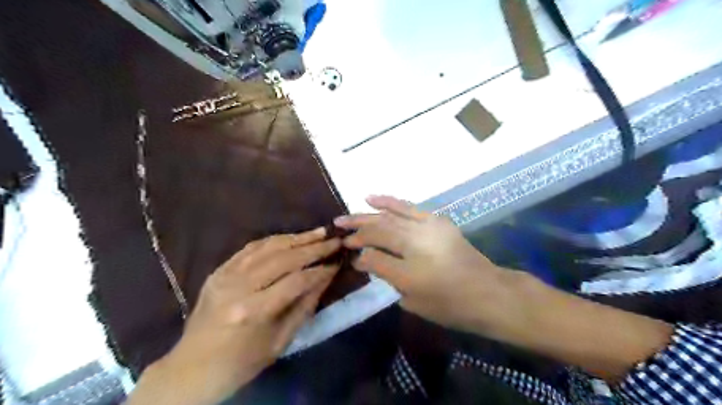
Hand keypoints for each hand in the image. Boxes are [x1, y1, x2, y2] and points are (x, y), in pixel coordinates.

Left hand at [126, 228, 341, 404]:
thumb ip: (305, 305)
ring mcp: (225, 275)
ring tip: (318, 232)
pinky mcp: (219, 270)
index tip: (338, 262)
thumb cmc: (242, 362)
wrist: (192, 368)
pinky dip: (274, 240)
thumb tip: (326, 277)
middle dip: (313, 248)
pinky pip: (250, 248)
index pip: (296, 281)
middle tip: (334, 240)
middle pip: (283, 259)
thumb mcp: (281, 340)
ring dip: (296, 238)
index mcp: (253, 311)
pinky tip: (290, 237)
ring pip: (268, 247)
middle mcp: (239, 287)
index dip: (320, 270)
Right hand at [332, 194, 506, 333]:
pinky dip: (391, 202)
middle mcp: (415, 241)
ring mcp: (427, 226)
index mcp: (408, 267)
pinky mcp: (437, 220)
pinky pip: (409, 207)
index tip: (346, 250)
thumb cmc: (449, 304)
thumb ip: (386, 274)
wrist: (488, 292)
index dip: (357, 250)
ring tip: (350, 211)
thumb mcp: (412, 299)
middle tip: (338, 224)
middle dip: (357, 227)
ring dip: (368, 211)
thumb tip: (365, 258)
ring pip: (391, 214)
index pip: (373, 253)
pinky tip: (375, 198)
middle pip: (379, 228)